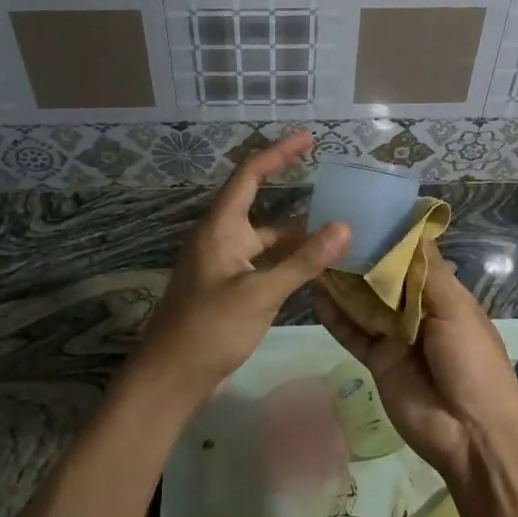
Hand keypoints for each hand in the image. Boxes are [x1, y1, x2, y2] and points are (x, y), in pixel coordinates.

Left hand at [132, 132, 348, 403]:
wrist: (172, 378)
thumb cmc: (210, 328)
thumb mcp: (260, 293)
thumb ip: (303, 261)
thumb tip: (345, 227)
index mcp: (220, 228)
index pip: (250, 175)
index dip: (279, 153)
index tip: (309, 138)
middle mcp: (221, 239)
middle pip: (263, 209)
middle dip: (299, 204)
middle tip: (339, 198)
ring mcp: (225, 266)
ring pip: (267, 243)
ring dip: (298, 240)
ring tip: (340, 237)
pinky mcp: (230, 291)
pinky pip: (265, 267)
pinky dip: (289, 265)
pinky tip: (318, 272)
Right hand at [311, 241, 517, 481]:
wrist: (469, 433)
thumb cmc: (472, 363)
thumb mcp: (457, 311)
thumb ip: (428, 273)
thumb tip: (413, 228)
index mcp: (445, 296)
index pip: (414, 260)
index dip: (391, 239)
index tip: (364, 213)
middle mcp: (418, 312)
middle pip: (385, 280)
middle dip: (362, 259)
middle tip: (329, 231)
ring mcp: (396, 338)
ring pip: (365, 305)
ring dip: (344, 284)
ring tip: (316, 255)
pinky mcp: (377, 361)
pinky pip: (353, 334)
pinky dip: (336, 317)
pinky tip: (315, 294)